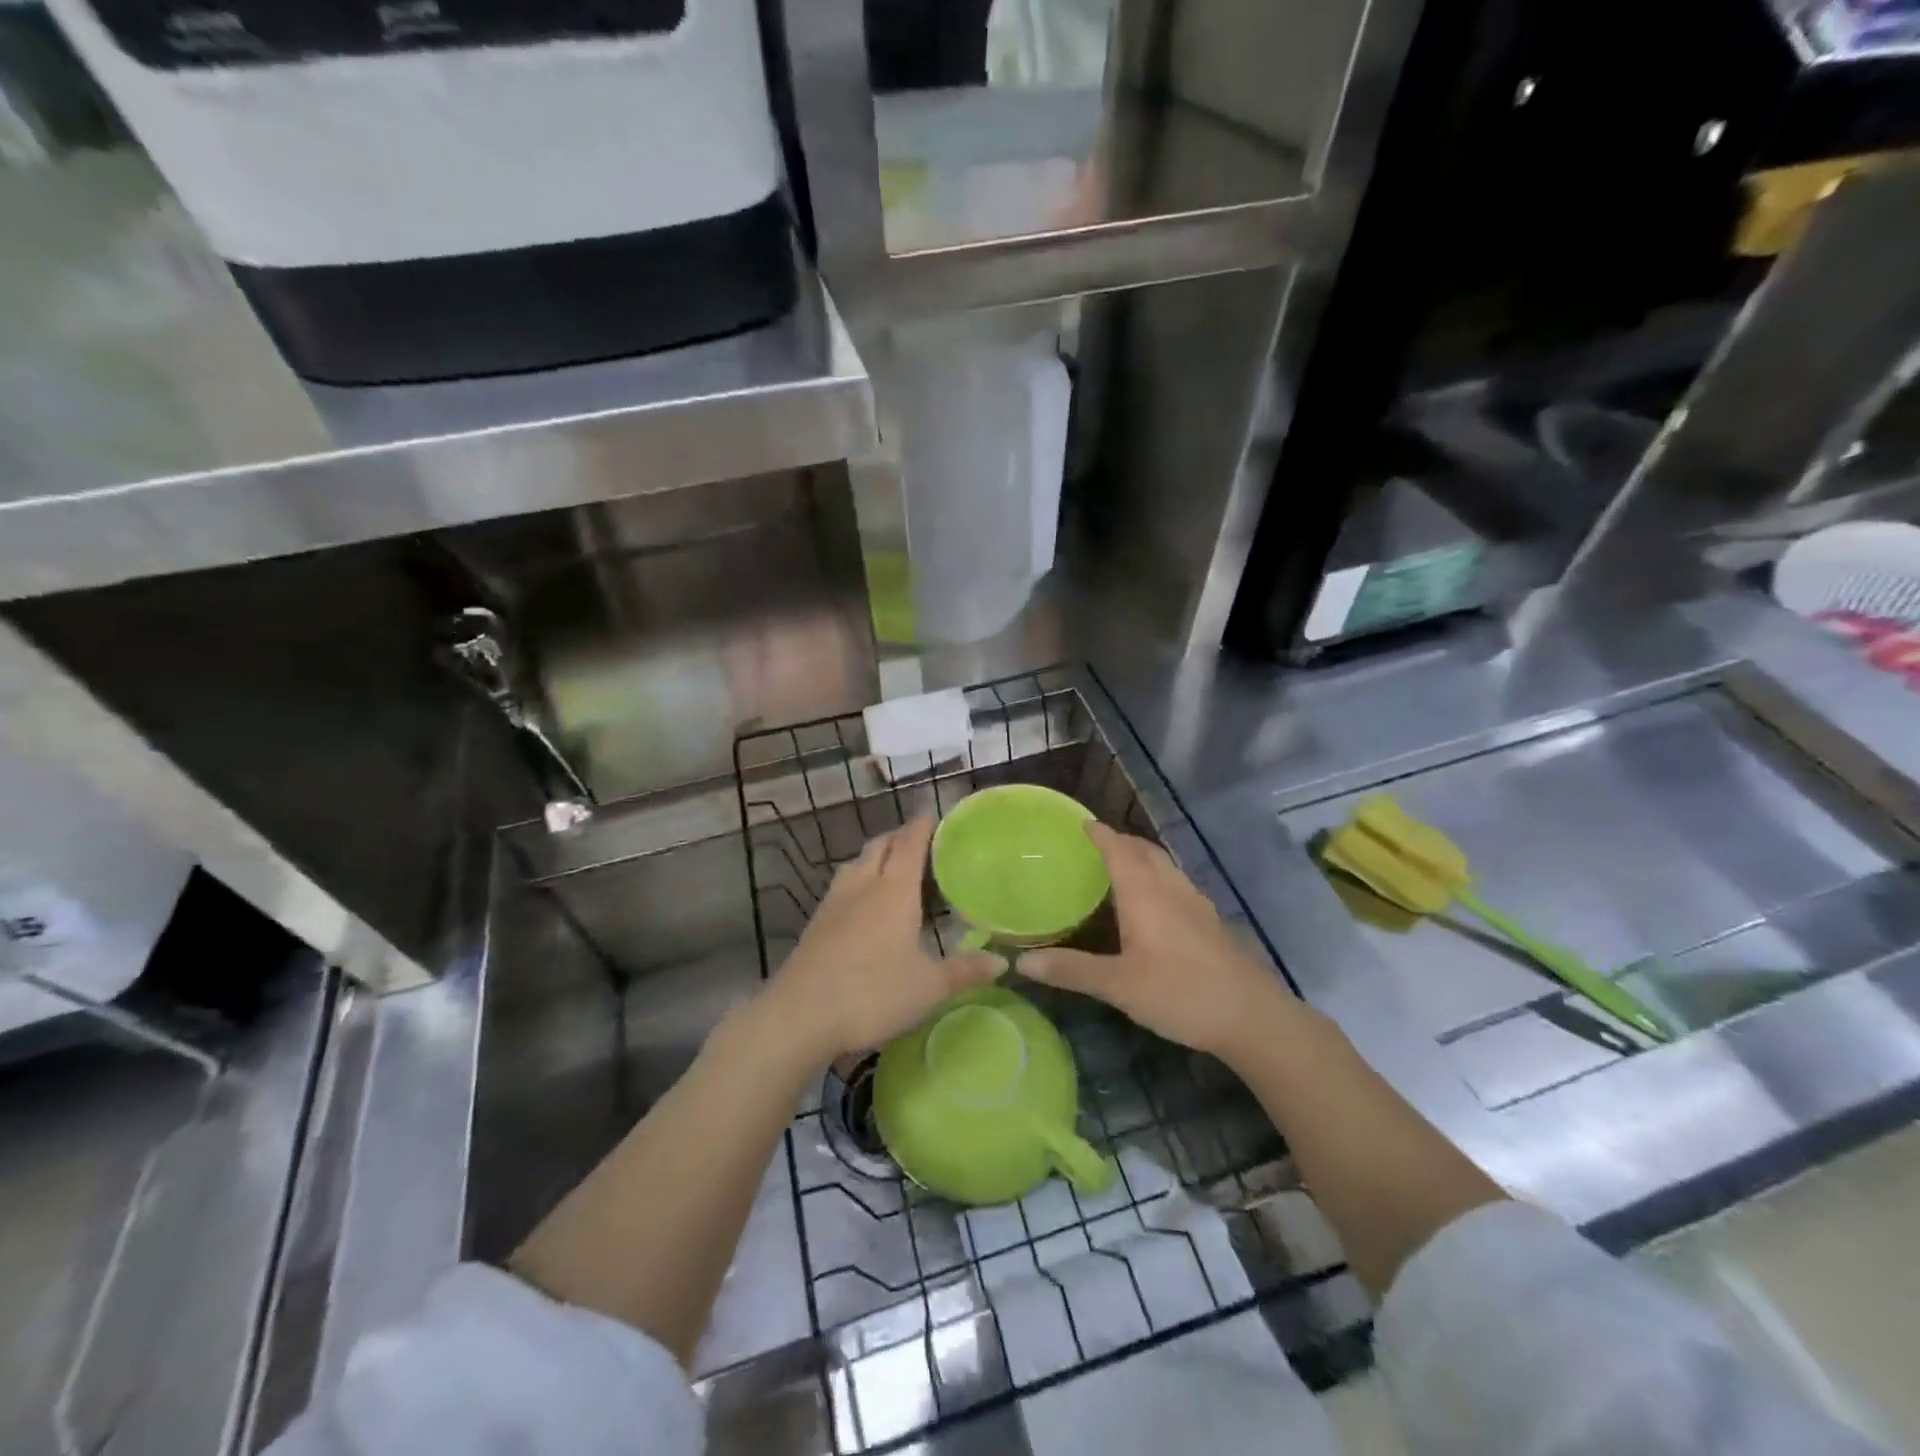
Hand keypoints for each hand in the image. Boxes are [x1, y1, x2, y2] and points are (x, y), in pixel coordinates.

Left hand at [762, 816, 1000, 1063]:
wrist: (801, 1014)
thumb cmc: (873, 993)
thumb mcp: (929, 987)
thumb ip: (965, 971)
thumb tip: (1002, 961)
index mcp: (895, 889)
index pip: (910, 842)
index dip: (923, 824)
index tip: (935, 814)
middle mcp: (864, 884)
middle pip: (881, 844)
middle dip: (900, 836)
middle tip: (922, 843)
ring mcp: (835, 901)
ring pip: (857, 862)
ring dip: (876, 856)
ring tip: (894, 868)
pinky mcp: (817, 921)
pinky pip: (842, 884)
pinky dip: (859, 879)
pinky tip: (864, 903)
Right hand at [1023, 823, 1295, 1060]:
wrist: (1251, 1016)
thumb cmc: (1180, 993)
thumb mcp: (1118, 986)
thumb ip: (1071, 970)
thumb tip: (1021, 961)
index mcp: (1145, 894)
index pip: (1119, 850)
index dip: (1100, 834)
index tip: (1083, 823)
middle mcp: (1171, 889)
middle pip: (1145, 851)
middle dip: (1121, 841)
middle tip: (1097, 843)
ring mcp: (1196, 904)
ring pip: (1165, 866)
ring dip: (1142, 856)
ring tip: (1123, 865)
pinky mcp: (1211, 922)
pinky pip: (1177, 883)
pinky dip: (1159, 876)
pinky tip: (1156, 902)